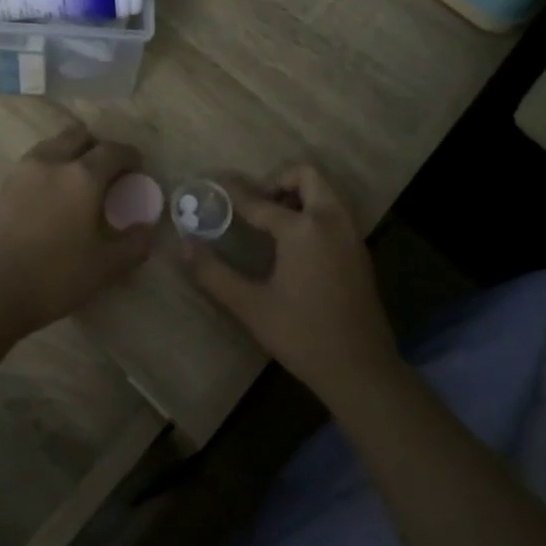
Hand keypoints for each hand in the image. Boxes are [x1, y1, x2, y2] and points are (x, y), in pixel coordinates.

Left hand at [0, 124, 154, 335]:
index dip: (130, 156)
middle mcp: (53, 161)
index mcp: (83, 175)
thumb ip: (134, 244)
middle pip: (80, 136)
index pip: (114, 150)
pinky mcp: (5, 185)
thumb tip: (147, 229)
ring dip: (73, 153)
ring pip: (55, 144)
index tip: (138, 168)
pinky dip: (52, 166)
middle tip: (109, 171)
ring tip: (81, 181)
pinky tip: (55, 195)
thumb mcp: (106, 267)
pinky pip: (37, 161)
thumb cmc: (54, 276)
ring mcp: (24, 171)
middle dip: (99, 147)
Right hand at [180, 165, 399, 401]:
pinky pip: (335, 212)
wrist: (361, 369)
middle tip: (256, 203)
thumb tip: (184, 245)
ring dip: (299, 194)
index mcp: (303, 229)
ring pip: (325, 192)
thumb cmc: (302, 336)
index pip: (260, 201)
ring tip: (273, 222)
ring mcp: (351, 234)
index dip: (234, 192)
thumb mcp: (251, 306)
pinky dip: (314, 211)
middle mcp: (331, 220)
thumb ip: (214, 273)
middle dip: (278, 180)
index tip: (217, 182)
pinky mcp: (359, 250)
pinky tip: (295, 245)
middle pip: (307, 176)